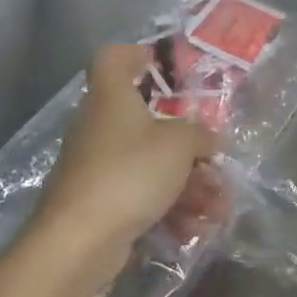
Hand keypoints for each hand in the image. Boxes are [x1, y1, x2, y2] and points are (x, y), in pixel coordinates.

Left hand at [35, 44, 221, 266]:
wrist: (78, 242)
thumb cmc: (129, 172)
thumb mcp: (179, 144)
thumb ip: (199, 135)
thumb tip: (208, 139)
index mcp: (111, 97)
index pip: (112, 58)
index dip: (136, 54)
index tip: (162, 66)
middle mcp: (99, 126)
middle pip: (143, 119)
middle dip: (185, 140)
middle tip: (212, 155)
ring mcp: (96, 166)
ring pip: (149, 163)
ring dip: (187, 183)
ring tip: (219, 206)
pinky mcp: (99, 203)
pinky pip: (141, 195)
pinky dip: (169, 208)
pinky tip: (197, 228)